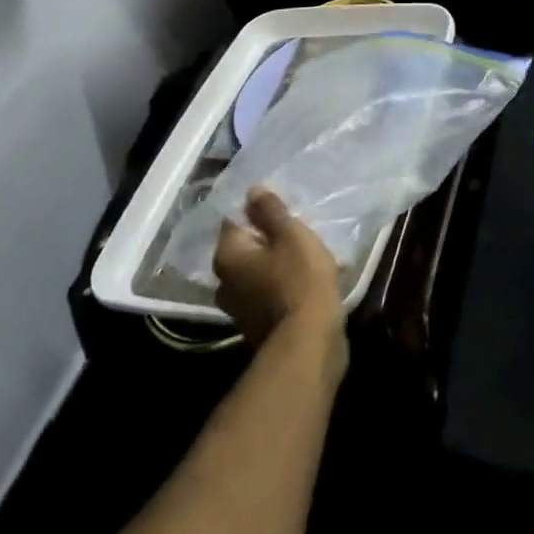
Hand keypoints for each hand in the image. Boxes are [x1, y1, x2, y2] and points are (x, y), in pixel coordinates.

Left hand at [214, 189, 343, 346]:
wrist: (309, 342)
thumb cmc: (299, 280)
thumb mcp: (291, 235)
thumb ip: (270, 211)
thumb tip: (253, 191)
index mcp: (227, 256)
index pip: (233, 220)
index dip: (257, 210)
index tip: (282, 206)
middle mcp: (224, 282)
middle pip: (246, 248)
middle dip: (269, 238)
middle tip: (298, 230)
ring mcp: (239, 307)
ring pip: (258, 271)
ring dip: (279, 262)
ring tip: (309, 255)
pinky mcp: (257, 325)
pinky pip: (269, 293)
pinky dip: (285, 283)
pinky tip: (309, 280)